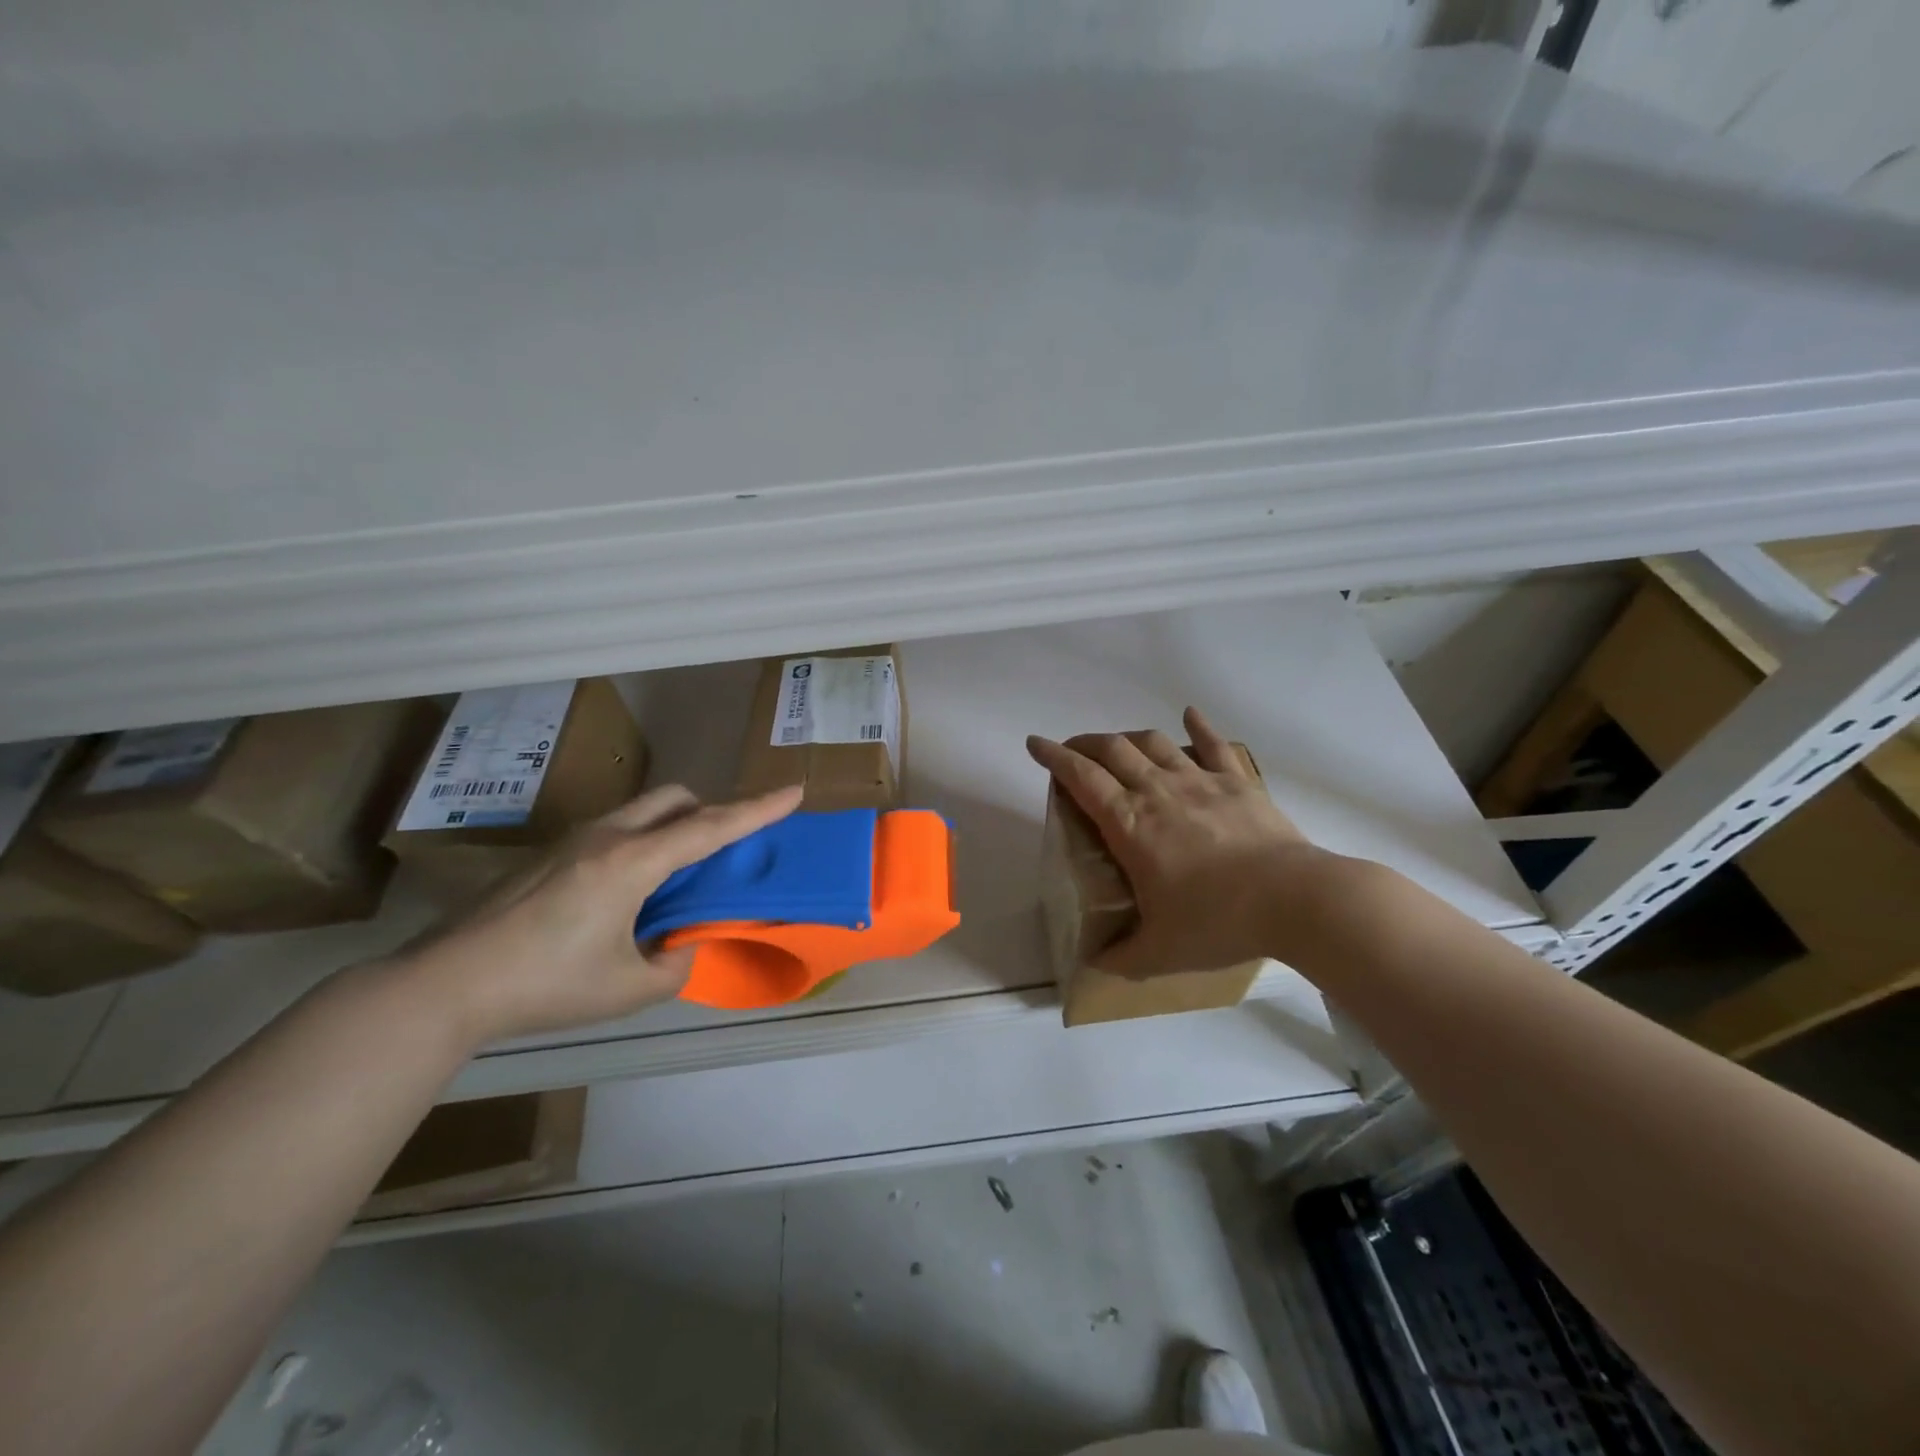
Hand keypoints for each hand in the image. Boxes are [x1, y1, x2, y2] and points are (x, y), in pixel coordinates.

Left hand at [393, 784, 803, 1045]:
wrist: (446, 984)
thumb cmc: (545, 985)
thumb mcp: (628, 990)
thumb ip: (673, 964)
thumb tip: (680, 944)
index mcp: (633, 863)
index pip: (710, 827)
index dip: (757, 810)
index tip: (794, 791)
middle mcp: (607, 837)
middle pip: (675, 798)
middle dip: (709, 811)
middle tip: (720, 852)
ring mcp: (573, 840)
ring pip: (642, 810)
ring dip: (673, 827)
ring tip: (673, 878)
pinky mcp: (550, 853)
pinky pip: (616, 829)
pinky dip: (642, 842)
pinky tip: (625, 893)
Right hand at [1027, 707, 1329, 977]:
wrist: (1295, 901)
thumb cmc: (1218, 922)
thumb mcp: (1159, 953)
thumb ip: (1121, 957)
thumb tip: (1094, 965)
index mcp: (1131, 825)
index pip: (1082, 778)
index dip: (1054, 757)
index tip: (1035, 743)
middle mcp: (1159, 791)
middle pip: (1113, 749)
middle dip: (1086, 743)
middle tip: (1073, 751)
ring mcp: (1201, 781)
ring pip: (1155, 742)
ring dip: (1129, 737)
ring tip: (1119, 744)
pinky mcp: (1239, 783)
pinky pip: (1214, 745)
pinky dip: (1199, 726)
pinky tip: (1190, 714)